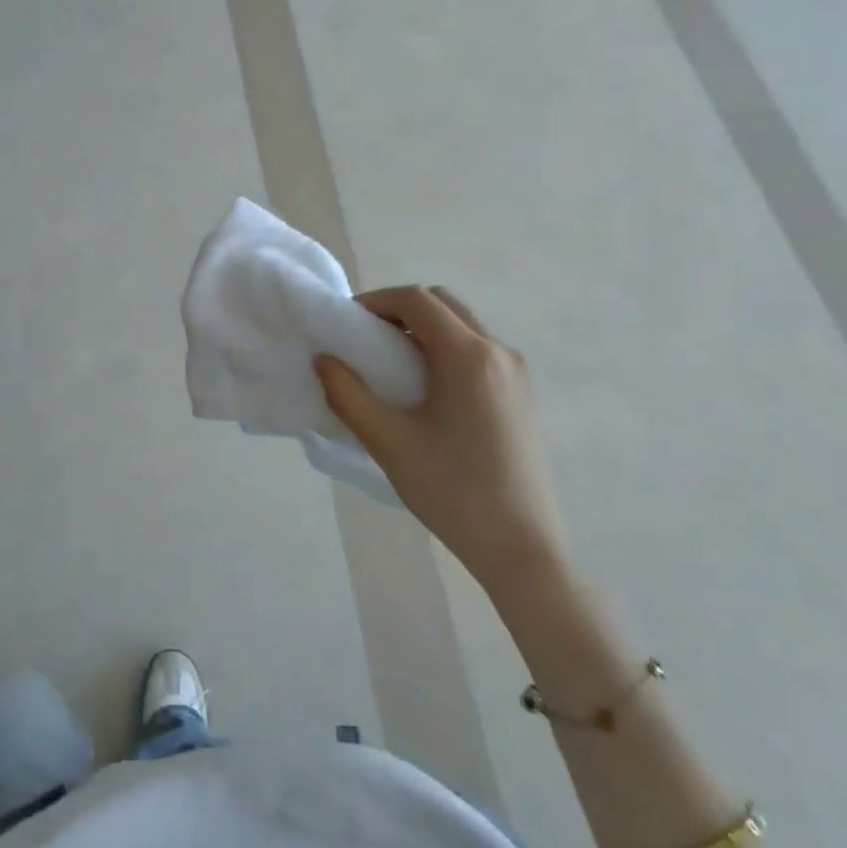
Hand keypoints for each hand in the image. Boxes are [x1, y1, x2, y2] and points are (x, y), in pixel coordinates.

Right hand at [316, 286, 569, 601]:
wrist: (521, 546)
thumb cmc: (452, 490)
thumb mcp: (388, 442)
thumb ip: (348, 394)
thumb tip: (324, 360)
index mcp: (468, 356)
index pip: (417, 300)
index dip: (376, 300)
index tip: (347, 323)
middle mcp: (498, 352)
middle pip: (443, 304)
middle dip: (400, 310)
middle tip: (366, 338)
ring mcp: (517, 373)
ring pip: (463, 326)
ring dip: (423, 330)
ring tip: (390, 365)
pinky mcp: (522, 395)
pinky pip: (478, 352)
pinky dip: (445, 349)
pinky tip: (425, 391)